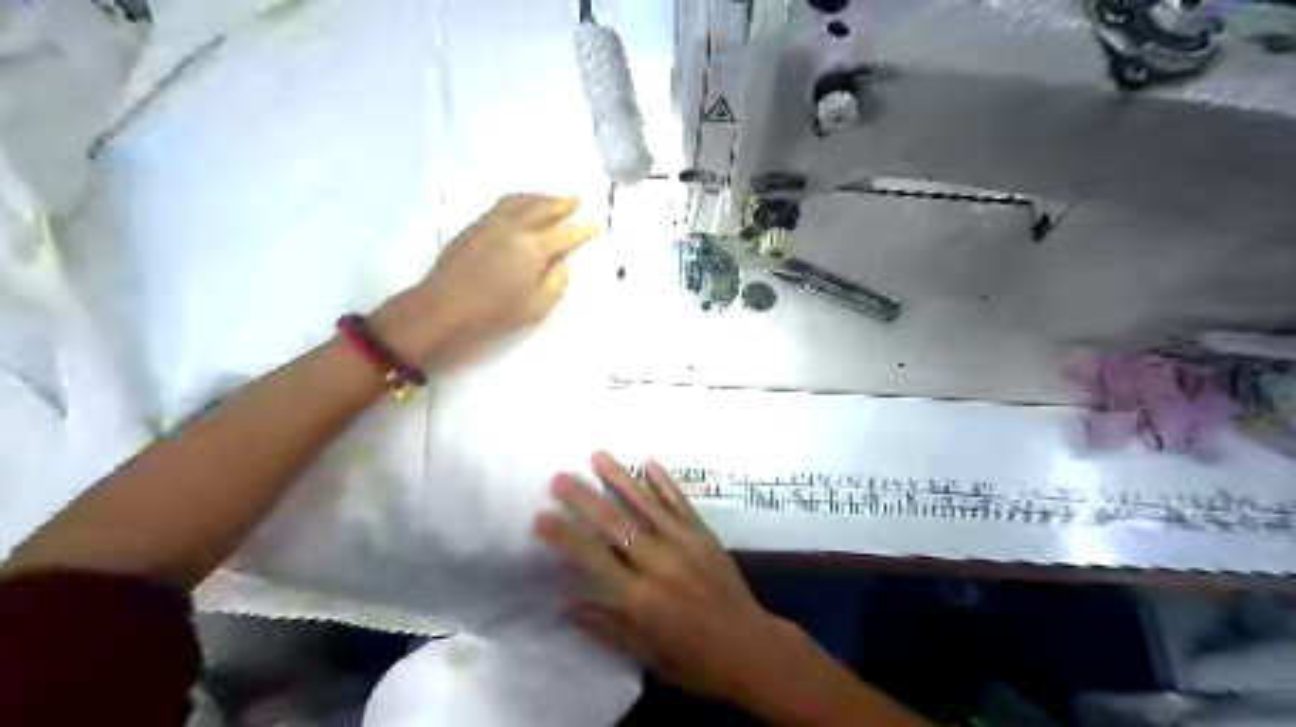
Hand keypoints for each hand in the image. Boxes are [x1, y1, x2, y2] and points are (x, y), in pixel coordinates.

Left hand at [373, 194, 598, 368]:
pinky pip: (502, 204)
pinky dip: (518, 200)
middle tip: (576, 200)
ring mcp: (491, 223)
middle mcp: (514, 227)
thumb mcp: (536, 307)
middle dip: (562, 204)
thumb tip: (562, 264)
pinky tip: (520, 205)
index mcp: (533, 247)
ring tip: (550, 198)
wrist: (443, 307)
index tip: (595, 224)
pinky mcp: (474, 226)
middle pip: (543, 208)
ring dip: (539, 197)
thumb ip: (555, 283)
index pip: (565, 233)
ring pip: (520, 201)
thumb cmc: (493, 313)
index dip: (582, 230)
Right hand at [531, 455, 937, 725]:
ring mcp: (685, 543)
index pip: (595, 559)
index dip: (566, 537)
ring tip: (598, 455)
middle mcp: (660, 564)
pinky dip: (665, 482)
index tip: (542, 516)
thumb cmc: (693, 659)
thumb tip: (567, 603)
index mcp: (642, 598)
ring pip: (647, 504)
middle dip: (585, 498)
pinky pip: (681, 503)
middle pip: (617, 524)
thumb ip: (606, 626)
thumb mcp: (645, 654)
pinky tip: (650, 462)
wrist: (750, 647)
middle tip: (560, 476)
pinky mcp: (704, 534)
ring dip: (621, 478)